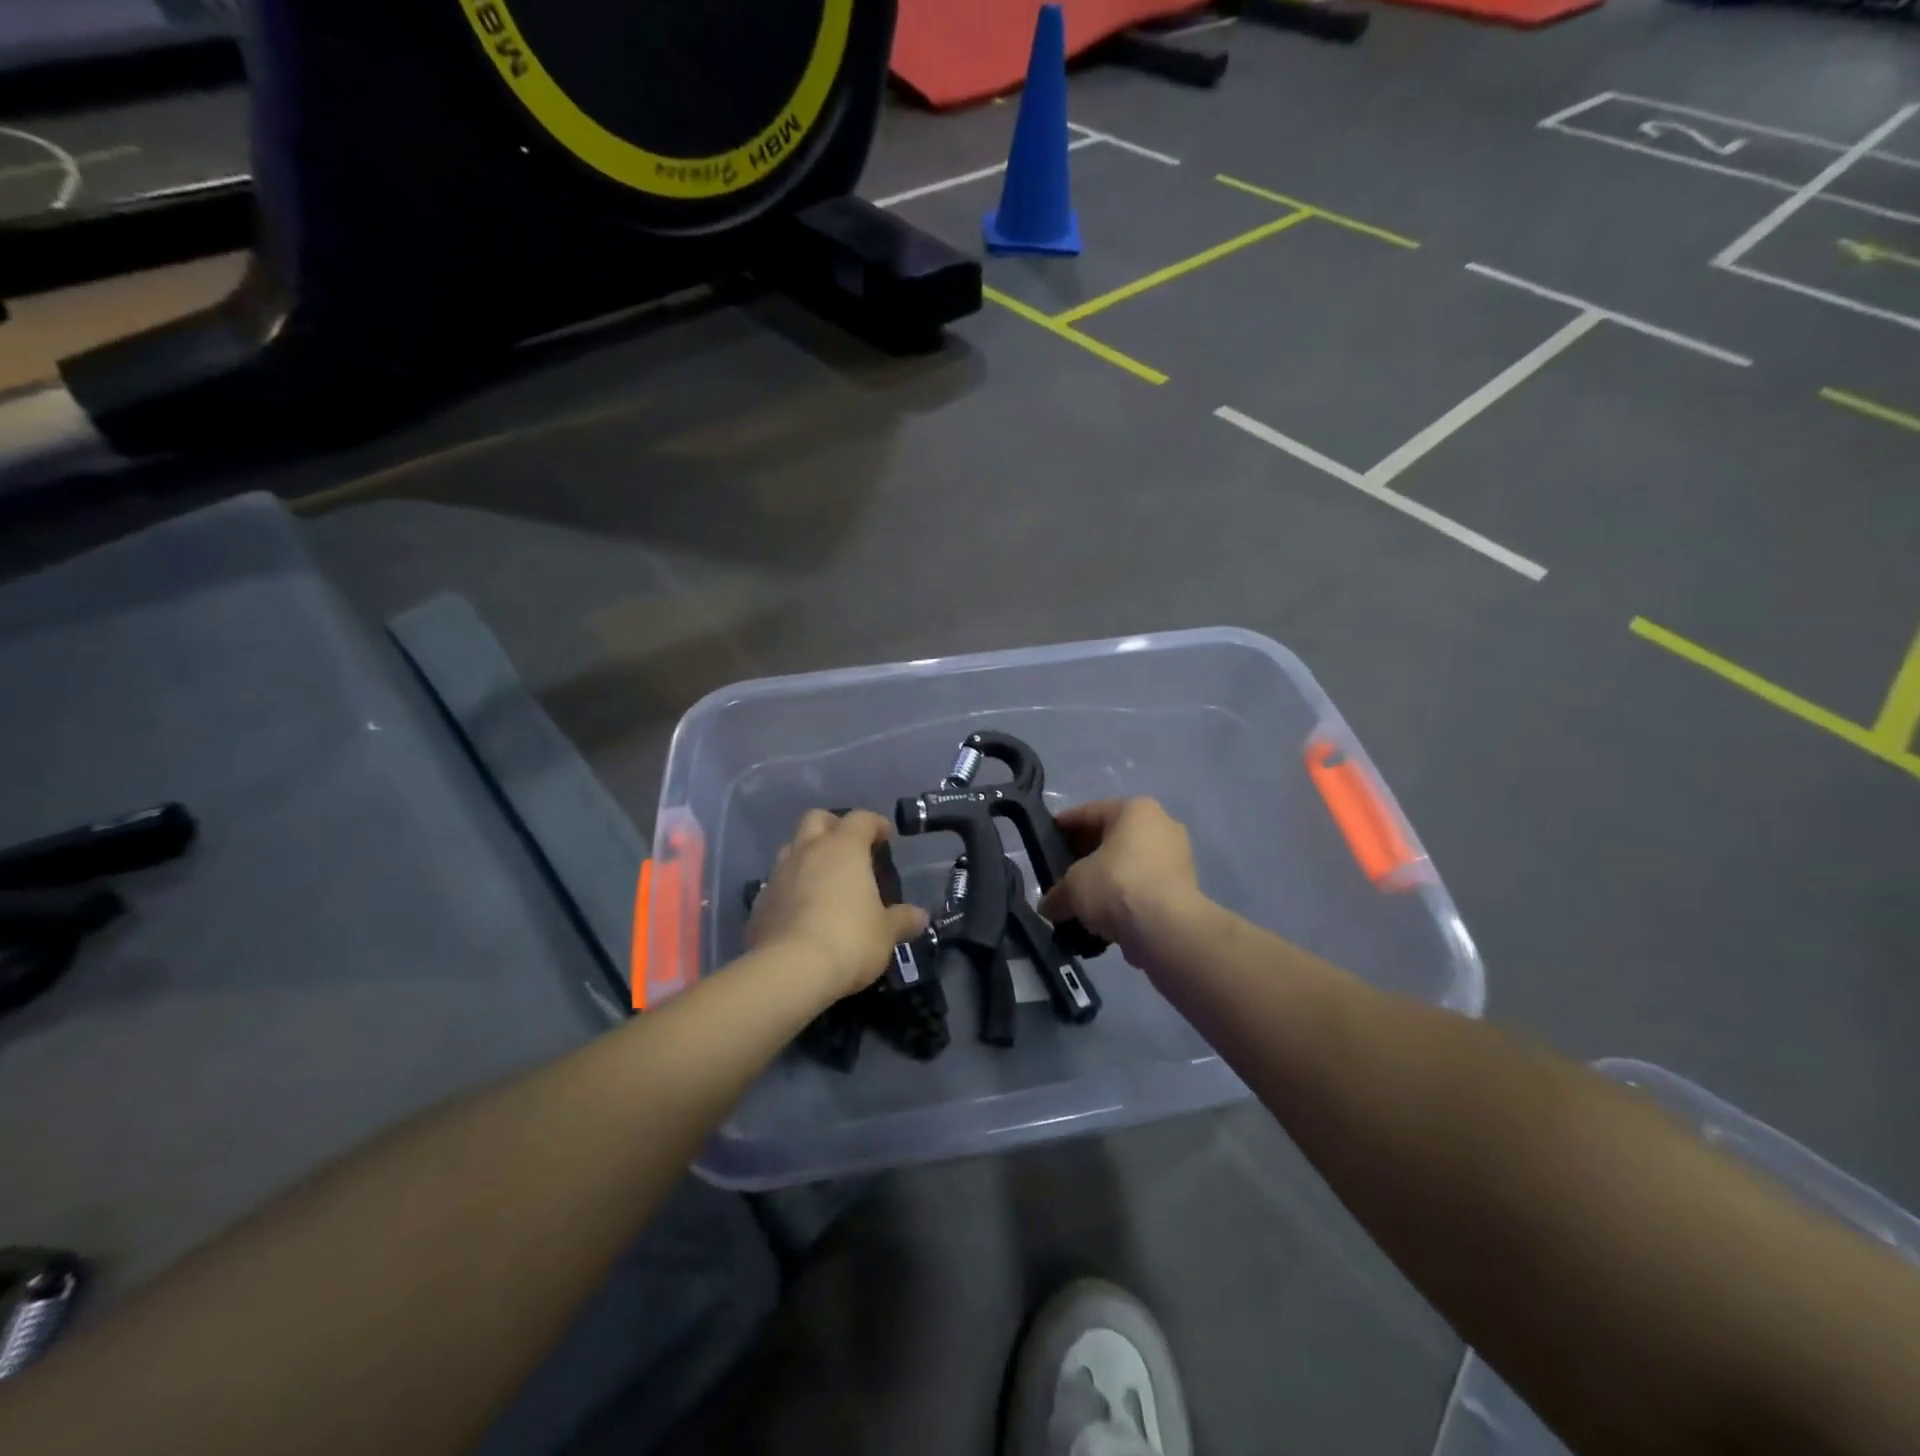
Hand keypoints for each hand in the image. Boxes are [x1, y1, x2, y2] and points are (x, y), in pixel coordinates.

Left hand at [747, 810, 928, 1003]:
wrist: (790, 971)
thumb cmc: (850, 940)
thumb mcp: (885, 933)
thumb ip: (902, 920)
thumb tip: (919, 916)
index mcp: (843, 848)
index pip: (860, 819)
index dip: (875, 823)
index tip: (885, 837)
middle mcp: (807, 851)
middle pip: (816, 819)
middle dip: (832, 826)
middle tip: (848, 847)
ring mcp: (778, 875)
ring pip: (791, 849)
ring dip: (807, 856)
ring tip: (823, 879)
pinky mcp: (758, 903)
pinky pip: (776, 884)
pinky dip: (789, 889)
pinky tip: (800, 912)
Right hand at [1038, 798, 1204, 955]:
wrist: (1167, 928)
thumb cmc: (1116, 885)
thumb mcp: (1072, 886)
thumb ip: (1057, 893)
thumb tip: (1048, 907)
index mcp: (1135, 810)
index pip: (1089, 812)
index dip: (1064, 826)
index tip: (1048, 838)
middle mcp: (1162, 825)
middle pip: (1113, 838)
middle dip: (1086, 856)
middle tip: (1063, 872)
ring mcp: (1177, 858)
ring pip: (1130, 865)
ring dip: (1107, 881)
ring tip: (1083, 901)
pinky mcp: (1185, 890)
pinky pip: (1145, 888)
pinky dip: (1125, 900)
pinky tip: (1105, 919)